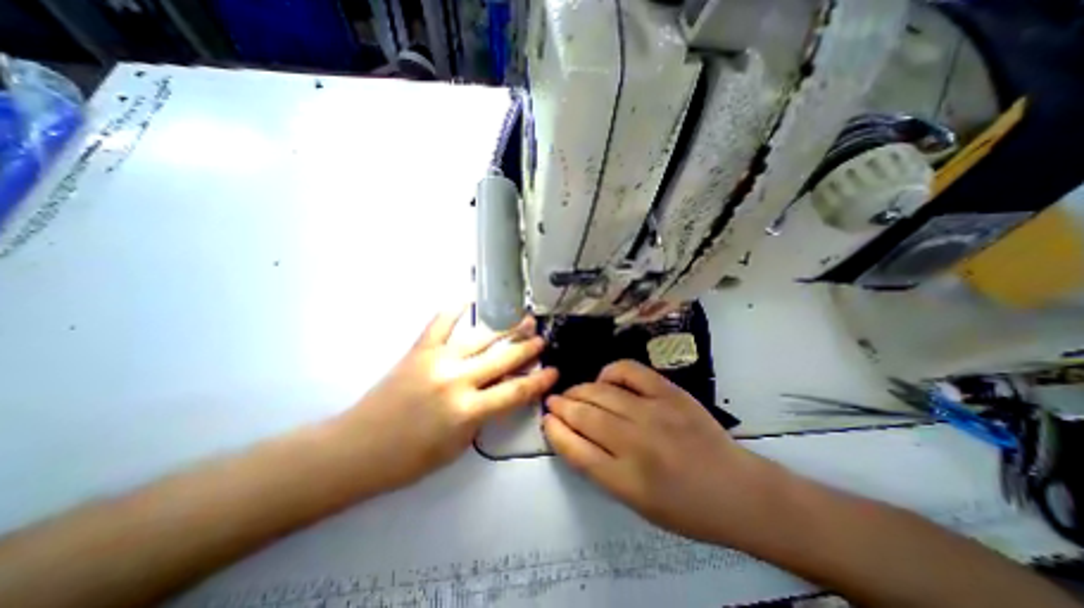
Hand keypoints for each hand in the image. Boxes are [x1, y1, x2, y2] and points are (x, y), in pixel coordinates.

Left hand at [337, 311, 557, 490]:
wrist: (357, 449)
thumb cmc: (409, 459)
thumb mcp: (458, 446)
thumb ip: (482, 416)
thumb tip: (498, 392)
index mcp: (468, 411)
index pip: (515, 391)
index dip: (539, 381)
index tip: (554, 371)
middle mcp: (457, 380)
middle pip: (503, 359)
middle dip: (528, 348)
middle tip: (542, 338)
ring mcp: (437, 360)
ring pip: (481, 339)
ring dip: (506, 328)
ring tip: (524, 318)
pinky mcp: (419, 350)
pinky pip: (440, 323)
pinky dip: (455, 309)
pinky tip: (470, 298)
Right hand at [552, 359, 779, 544]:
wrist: (738, 491)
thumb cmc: (685, 508)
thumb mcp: (636, 503)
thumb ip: (601, 469)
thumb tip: (574, 436)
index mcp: (626, 480)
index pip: (576, 449)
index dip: (555, 432)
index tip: (546, 421)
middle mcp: (636, 443)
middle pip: (585, 416)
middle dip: (561, 406)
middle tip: (552, 401)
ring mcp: (654, 412)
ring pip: (601, 393)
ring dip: (579, 390)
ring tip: (571, 392)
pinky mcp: (669, 393)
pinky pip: (629, 371)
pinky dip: (610, 372)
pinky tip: (604, 379)